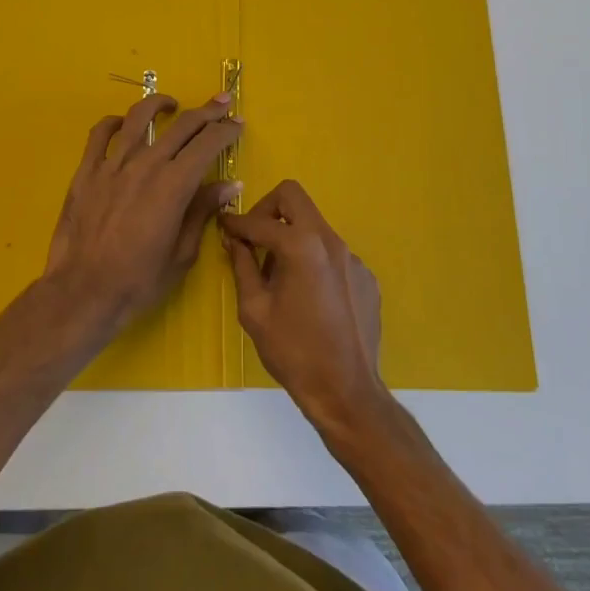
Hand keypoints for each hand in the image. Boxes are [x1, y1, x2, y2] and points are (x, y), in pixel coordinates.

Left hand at [43, 90, 241, 337]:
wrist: (83, 292)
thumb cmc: (139, 280)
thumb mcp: (182, 253)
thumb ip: (203, 211)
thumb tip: (229, 185)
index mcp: (174, 184)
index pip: (207, 144)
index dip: (226, 130)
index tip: (238, 123)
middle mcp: (146, 164)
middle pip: (181, 126)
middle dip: (207, 112)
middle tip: (222, 103)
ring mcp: (113, 164)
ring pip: (139, 119)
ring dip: (159, 104)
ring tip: (172, 103)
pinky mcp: (87, 171)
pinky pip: (100, 134)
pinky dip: (114, 122)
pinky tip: (123, 122)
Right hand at [219, 181, 387, 434]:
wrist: (348, 393)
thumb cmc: (294, 353)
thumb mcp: (254, 310)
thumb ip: (242, 266)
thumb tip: (234, 240)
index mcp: (301, 246)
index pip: (260, 221)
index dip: (237, 223)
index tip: (224, 226)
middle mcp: (330, 241)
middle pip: (294, 197)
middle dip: (268, 210)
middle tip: (255, 238)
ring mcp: (352, 257)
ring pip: (314, 226)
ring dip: (292, 238)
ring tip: (279, 278)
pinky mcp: (366, 276)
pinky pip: (332, 254)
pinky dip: (314, 261)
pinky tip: (309, 297)